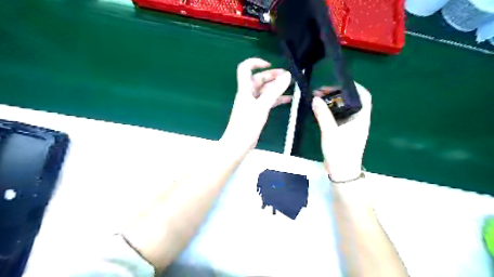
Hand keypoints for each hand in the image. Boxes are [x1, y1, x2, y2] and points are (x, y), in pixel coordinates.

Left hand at [222, 57, 289, 154]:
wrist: (238, 144)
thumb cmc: (247, 124)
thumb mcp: (262, 106)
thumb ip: (274, 91)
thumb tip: (287, 76)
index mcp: (245, 89)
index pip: (245, 68)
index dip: (255, 62)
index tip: (270, 64)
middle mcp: (248, 94)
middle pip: (259, 79)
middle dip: (272, 76)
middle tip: (287, 76)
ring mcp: (252, 104)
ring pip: (265, 91)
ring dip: (276, 88)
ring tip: (290, 86)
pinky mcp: (256, 113)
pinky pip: (267, 102)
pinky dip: (277, 99)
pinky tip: (288, 100)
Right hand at [312, 82, 370, 181]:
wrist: (341, 171)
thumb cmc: (340, 152)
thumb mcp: (330, 132)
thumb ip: (323, 115)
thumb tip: (316, 99)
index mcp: (361, 118)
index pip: (364, 96)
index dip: (354, 87)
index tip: (338, 83)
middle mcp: (358, 120)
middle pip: (350, 101)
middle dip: (336, 94)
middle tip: (321, 92)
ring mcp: (350, 126)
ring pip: (342, 109)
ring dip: (331, 103)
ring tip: (317, 99)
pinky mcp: (343, 132)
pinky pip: (337, 117)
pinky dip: (329, 111)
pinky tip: (319, 110)